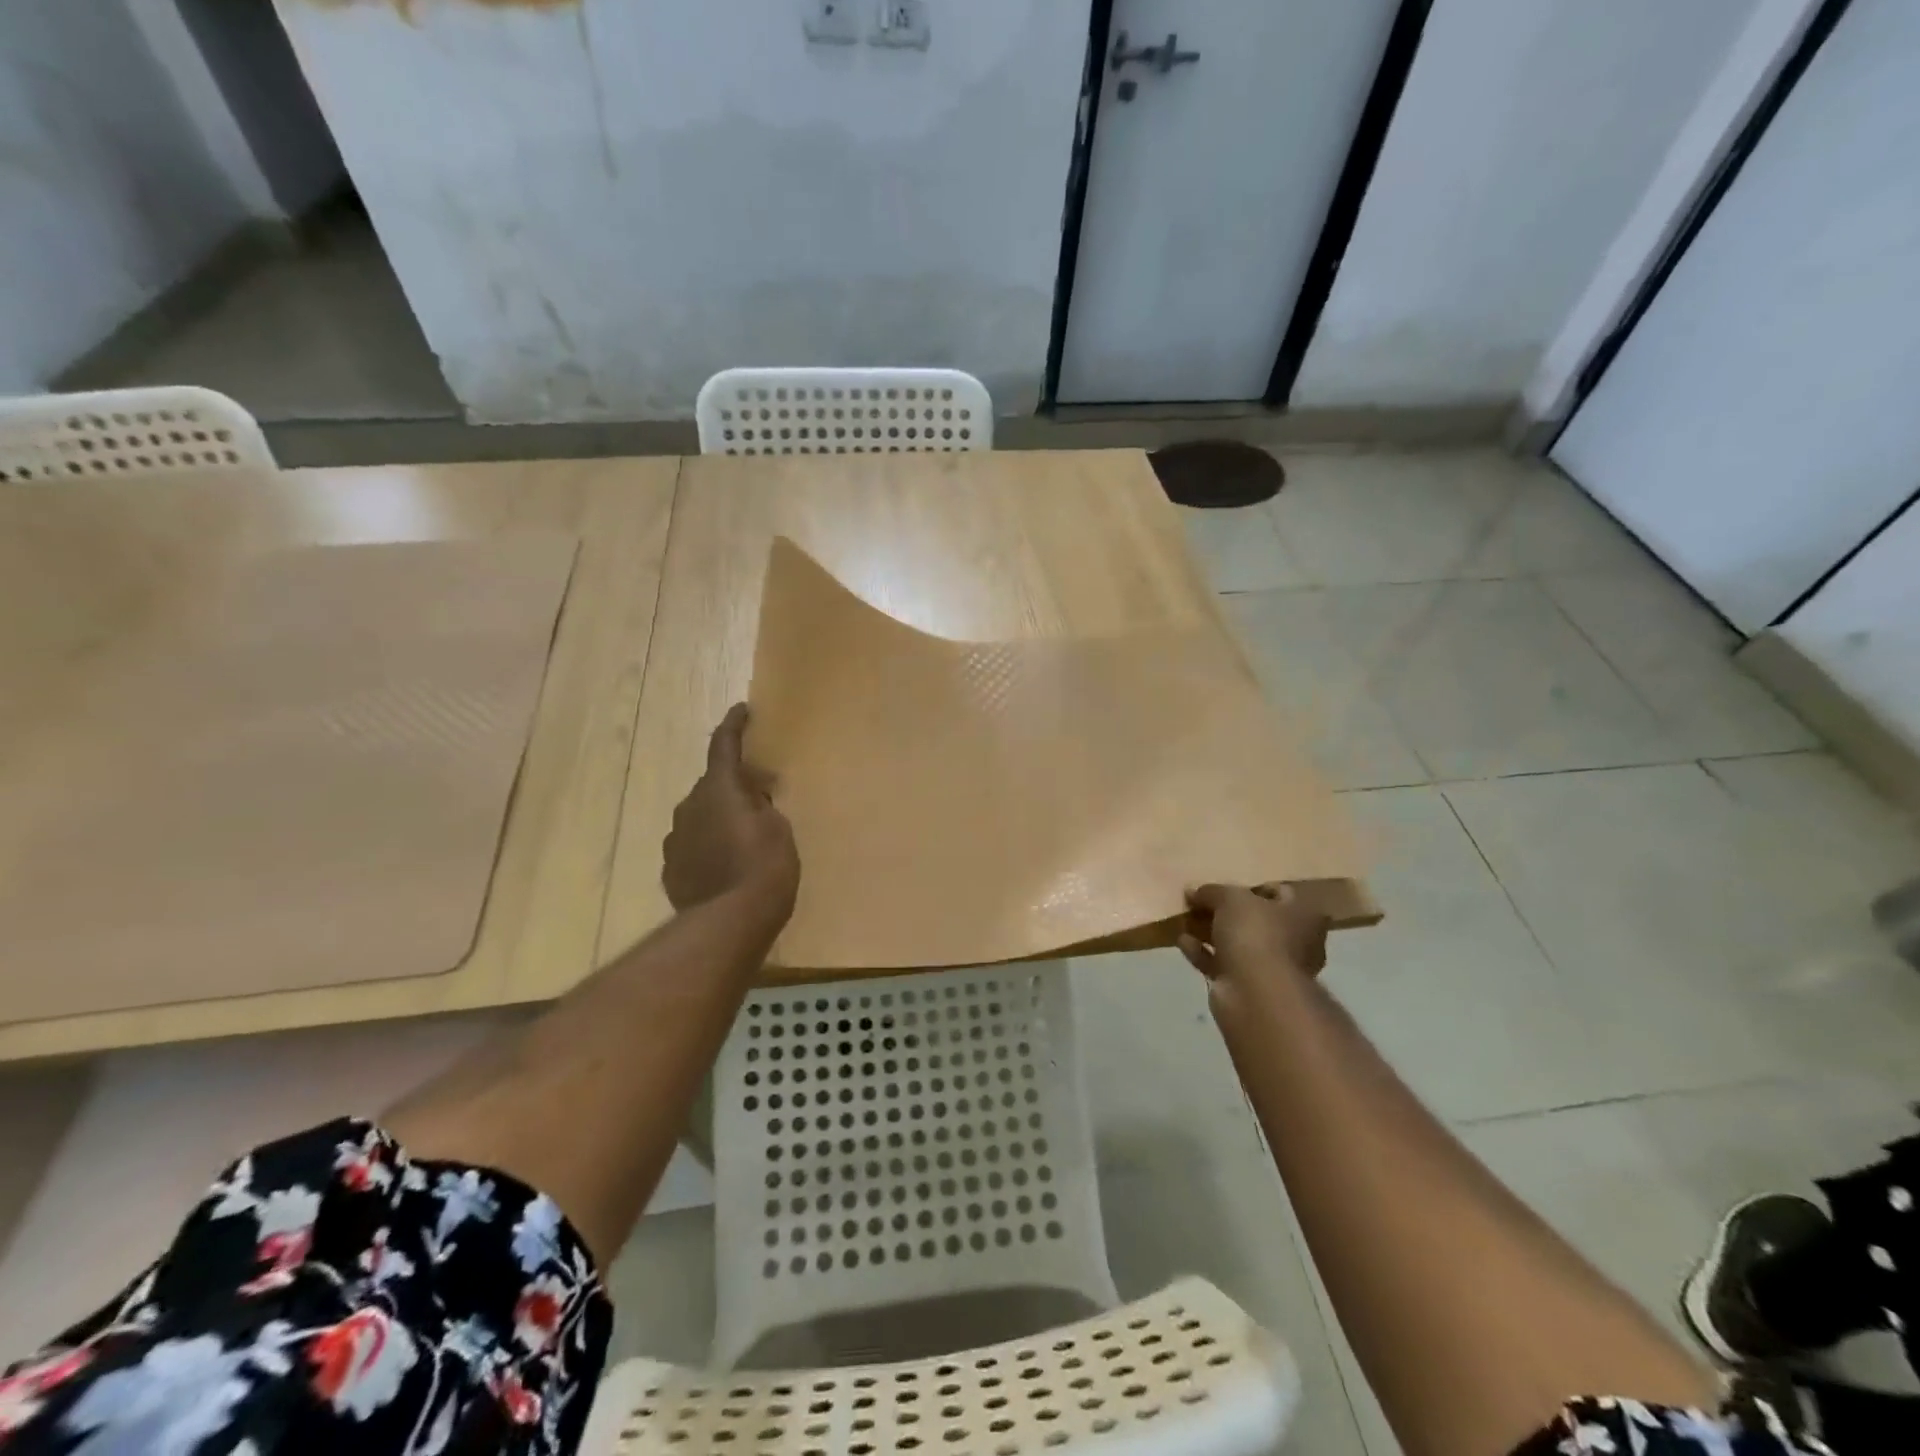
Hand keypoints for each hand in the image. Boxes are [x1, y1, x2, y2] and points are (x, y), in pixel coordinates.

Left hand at [662, 705, 798, 915]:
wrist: (729, 923)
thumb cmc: (764, 868)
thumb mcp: (778, 828)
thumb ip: (760, 805)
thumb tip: (750, 798)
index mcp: (719, 788)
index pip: (723, 745)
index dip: (734, 725)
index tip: (741, 710)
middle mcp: (690, 806)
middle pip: (712, 785)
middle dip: (733, 785)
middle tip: (759, 797)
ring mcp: (676, 839)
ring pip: (700, 816)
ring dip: (719, 819)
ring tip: (743, 839)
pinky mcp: (671, 869)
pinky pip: (693, 846)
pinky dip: (709, 847)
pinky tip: (725, 866)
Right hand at [1179, 883, 1330, 987]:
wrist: (1255, 994)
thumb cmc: (1256, 934)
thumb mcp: (1231, 898)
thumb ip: (1212, 891)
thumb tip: (1193, 891)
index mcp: (1302, 916)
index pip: (1279, 893)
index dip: (1250, 887)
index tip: (1223, 884)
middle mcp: (1293, 942)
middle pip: (1254, 919)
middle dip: (1225, 911)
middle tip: (1198, 901)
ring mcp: (1269, 968)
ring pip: (1235, 943)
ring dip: (1209, 931)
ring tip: (1183, 919)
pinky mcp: (1245, 987)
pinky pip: (1220, 963)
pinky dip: (1202, 952)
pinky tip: (1182, 941)